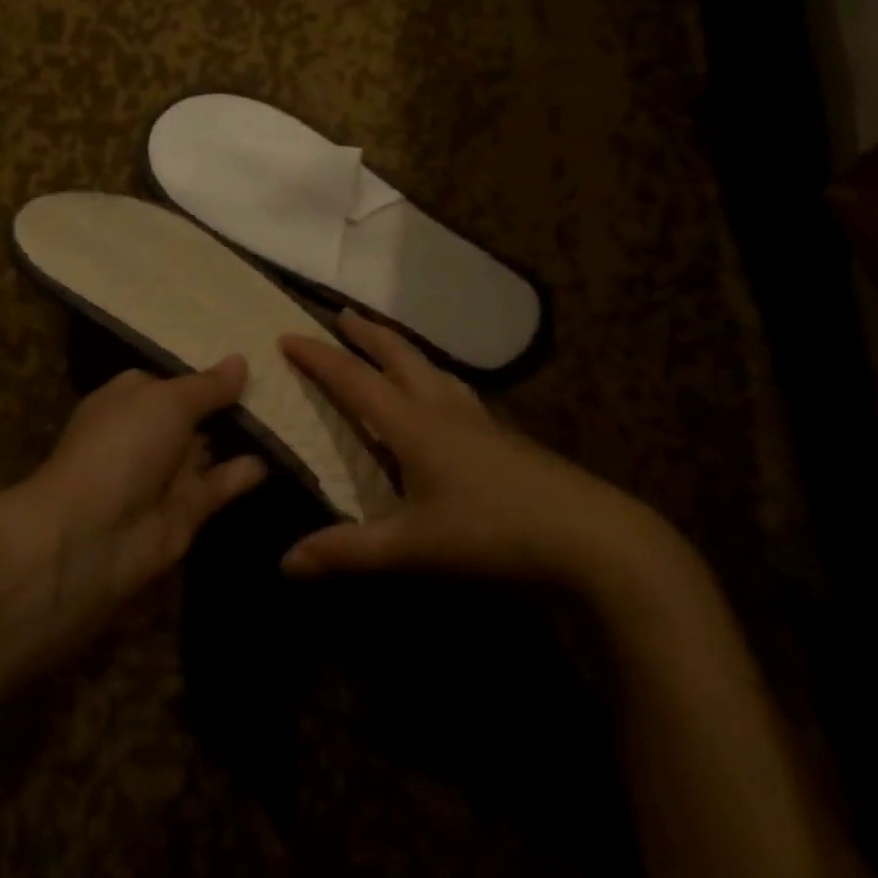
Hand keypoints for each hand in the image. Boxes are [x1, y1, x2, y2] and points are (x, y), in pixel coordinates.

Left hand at [18, 356, 267, 625]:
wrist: (94, 533)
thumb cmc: (124, 446)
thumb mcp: (167, 401)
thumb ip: (207, 386)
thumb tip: (240, 361)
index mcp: (130, 398)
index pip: (173, 378)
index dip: (208, 370)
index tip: (253, 356)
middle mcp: (148, 432)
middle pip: (197, 413)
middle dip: (234, 400)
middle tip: (287, 380)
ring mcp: (167, 472)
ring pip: (213, 447)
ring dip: (247, 434)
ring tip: (294, 411)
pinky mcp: (188, 508)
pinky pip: (223, 483)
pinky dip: (248, 470)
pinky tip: (284, 452)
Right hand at [278, 312, 688, 598]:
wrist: (593, 539)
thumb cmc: (493, 534)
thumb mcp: (412, 548)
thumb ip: (347, 552)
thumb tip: (284, 563)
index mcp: (414, 425)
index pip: (355, 380)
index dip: (318, 358)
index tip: (287, 336)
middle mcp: (444, 410)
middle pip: (399, 356)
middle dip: (366, 334)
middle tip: (341, 314)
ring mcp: (481, 421)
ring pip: (434, 369)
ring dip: (402, 350)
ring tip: (388, 346)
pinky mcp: (506, 438)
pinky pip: (458, 392)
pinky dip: (435, 379)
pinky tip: (444, 399)